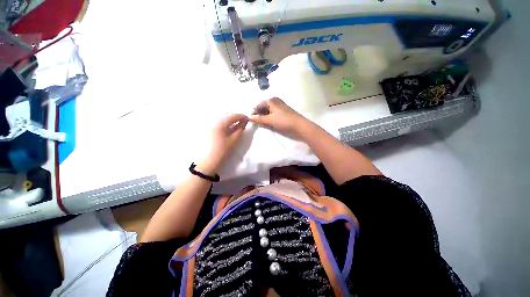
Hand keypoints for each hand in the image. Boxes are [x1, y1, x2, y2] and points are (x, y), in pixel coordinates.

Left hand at [207, 113, 248, 164]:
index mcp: (220, 122)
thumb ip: (240, 129)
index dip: (242, 116)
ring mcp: (208, 123)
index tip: (248, 119)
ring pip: (220, 116)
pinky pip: (216, 120)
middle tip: (242, 121)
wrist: (206, 162)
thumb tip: (245, 121)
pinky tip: (227, 126)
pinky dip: (223, 121)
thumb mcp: (233, 140)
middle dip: (235, 115)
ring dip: (229, 117)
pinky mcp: (205, 127)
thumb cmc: (221, 152)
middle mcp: (213, 119)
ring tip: (235, 123)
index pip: (233, 115)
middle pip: (226, 113)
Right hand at [250, 98, 308, 137]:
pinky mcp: (283, 111)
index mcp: (271, 100)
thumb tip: (250, 118)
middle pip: (263, 107)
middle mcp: (275, 101)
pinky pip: (273, 113)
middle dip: (259, 115)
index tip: (251, 120)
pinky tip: (269, 122)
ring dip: (264, 117)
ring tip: (263, 123)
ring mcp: (280, 105)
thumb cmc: (283, 121)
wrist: (299, 125)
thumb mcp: (270, 120)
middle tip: (257, 123)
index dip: (254, 112)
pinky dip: (270, 117)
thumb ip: (259, 119)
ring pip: (268, 111)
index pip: (258, 105)